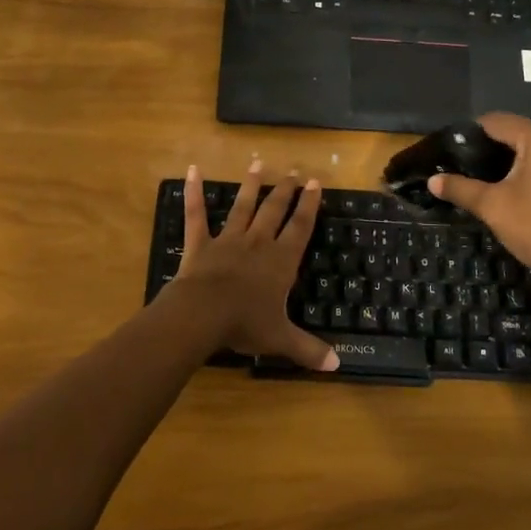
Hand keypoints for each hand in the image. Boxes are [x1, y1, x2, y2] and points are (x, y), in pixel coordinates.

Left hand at [166, 161, 338, 372]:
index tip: (315, 183)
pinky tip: (193, 170)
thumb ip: (309, 349)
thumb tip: (337, 365)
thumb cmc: (245, 324)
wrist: (203, 314)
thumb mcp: (281, 339)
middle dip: (285, 191)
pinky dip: (194, 192)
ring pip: (242, 206)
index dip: (309, 205)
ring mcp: (227, 240)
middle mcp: (257, 243)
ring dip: (251, 185)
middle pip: (275, 211)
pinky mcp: (200, 243)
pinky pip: (196, 214)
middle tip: (293, 172)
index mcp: (281, 261)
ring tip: (258, 164)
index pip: (300, 227)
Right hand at [427, 112, 530, 299]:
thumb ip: (460, 189)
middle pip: (520, 133)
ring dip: (516, 161)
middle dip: (494, 147)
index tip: (455, 147)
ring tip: (492, 180)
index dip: (473, 131)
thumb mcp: (492, 207)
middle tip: (469, 166)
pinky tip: (523, 193)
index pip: (498, 121)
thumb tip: (432, 181)